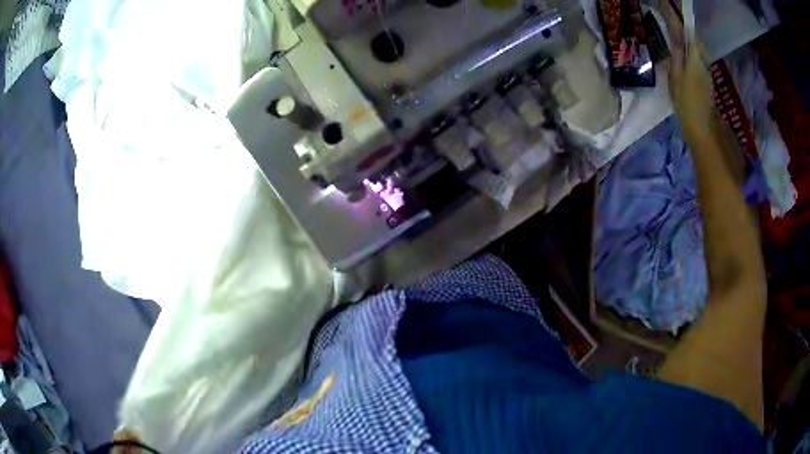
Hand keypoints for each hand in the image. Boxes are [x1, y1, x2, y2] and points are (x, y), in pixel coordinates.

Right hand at [663, 3, 714, 137]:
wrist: (702, 124)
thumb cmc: (686, 102)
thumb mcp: (675, 76)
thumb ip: (676, 55)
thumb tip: (675, 37)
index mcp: (692, 57)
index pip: (683, 30)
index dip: (674, 16)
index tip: (665, 4)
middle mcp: (700, 58)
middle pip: (692, 35)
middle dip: (683, 24)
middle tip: (670, 16)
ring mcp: (704, 66)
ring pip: (696, 43)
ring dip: (687, 34)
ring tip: (675, 29)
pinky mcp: (705, 74)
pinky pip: (697, 52)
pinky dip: (690, 45)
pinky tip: (683, 48)